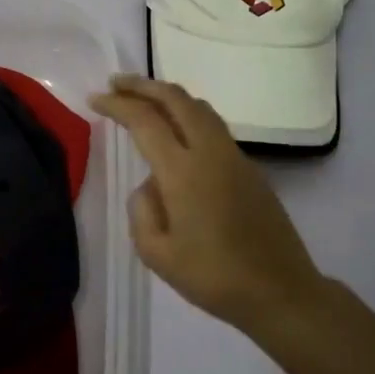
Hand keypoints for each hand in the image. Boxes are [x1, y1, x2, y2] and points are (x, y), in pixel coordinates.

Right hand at [90, 75, 327, 333]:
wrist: (279, 291)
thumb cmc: (213, 277)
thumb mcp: (157, 254)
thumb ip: (141, 210)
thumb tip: (150, 184)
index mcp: (183, 171)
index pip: (145, 121)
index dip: (117, 105)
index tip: (95, 99)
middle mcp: (210, 152)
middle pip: (176, 99)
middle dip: (143, 85)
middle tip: (116, 82)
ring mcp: (234, 156)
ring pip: (199, 107)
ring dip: (168, 95)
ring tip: (144, 98)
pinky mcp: (249, 168)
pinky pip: (213, 126)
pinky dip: (188, 114)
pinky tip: (176, 130)